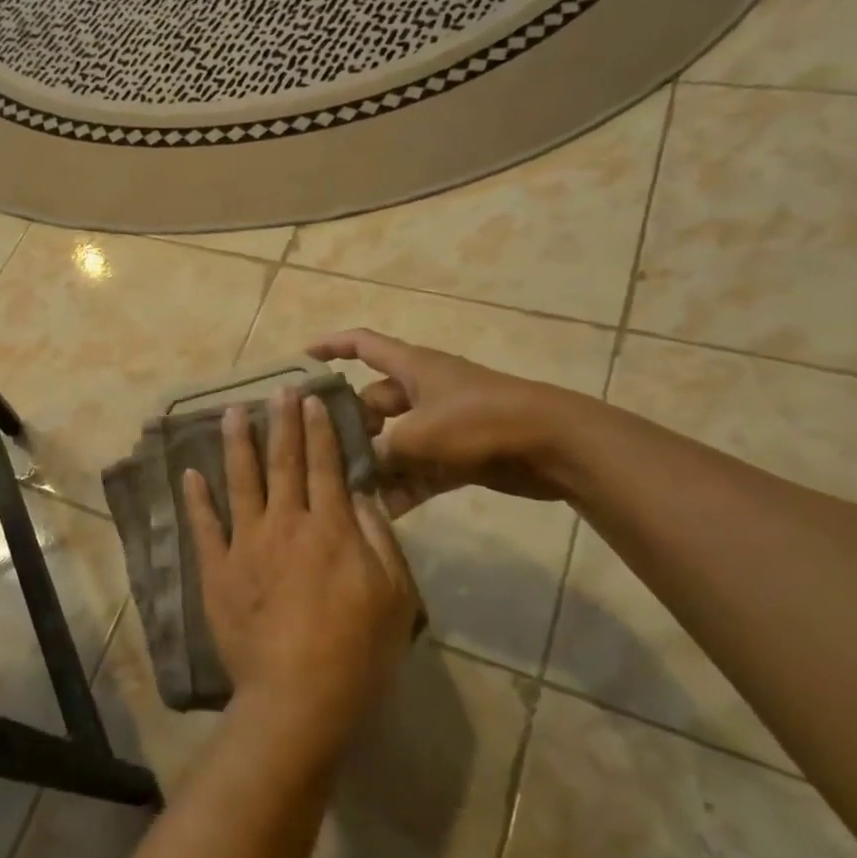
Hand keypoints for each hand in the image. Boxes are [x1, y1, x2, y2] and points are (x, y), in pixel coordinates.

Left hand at [182, 388, 419, 760]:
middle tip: (276, 389)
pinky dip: (196, 498)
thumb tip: (358, 493)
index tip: (309, 399)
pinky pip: (204, 526)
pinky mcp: (217, 570)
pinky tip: (190, 473)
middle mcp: (285, 524)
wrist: (297, 696)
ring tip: (231, 413)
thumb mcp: (394, 595)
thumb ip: (376, 537)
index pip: (325, 466)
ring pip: (240, 482)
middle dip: (281, 423)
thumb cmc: (357, 650)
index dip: (318, 430)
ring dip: (237, 444)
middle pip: (283, 463)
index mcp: (329, 528)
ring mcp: (246, 545)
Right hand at [307, 328, 587, 513]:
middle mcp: (423, 391)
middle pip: (373, 403)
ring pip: (395, 441)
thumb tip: (361, 469)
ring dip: (377, 465)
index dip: (331, 346)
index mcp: (412, 367)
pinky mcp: (460, 454)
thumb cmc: (481, 422)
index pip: (363, 344)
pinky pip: (420, 469)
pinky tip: (384, 513)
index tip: (301, 359)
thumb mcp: (419, 435)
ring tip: (348, 490)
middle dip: (350, 428)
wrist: (555, 445)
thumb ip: (382, 451)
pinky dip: (405, 487)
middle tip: (320, 455)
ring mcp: (443, 423)